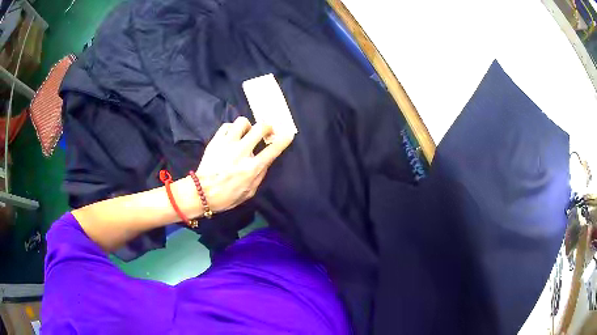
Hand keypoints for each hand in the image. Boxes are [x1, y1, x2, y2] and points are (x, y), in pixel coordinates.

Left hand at [196, 117, 293, 212]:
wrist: (201, 193)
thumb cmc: (227, 196)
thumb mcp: (249, 192)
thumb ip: (260, 175)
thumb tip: (265, 161)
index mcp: (252, 168)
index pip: (273, 149)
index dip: (284, 140)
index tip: (288, 133)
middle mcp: (241, 152)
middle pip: (260, 128)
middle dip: (267, 126)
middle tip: (266, 131)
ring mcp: (227, 144)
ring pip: (242, 122)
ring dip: (248, 126)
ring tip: (246, 133)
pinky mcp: (215, 141)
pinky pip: (227, 126)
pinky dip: (232, 129)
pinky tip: (232, 136)